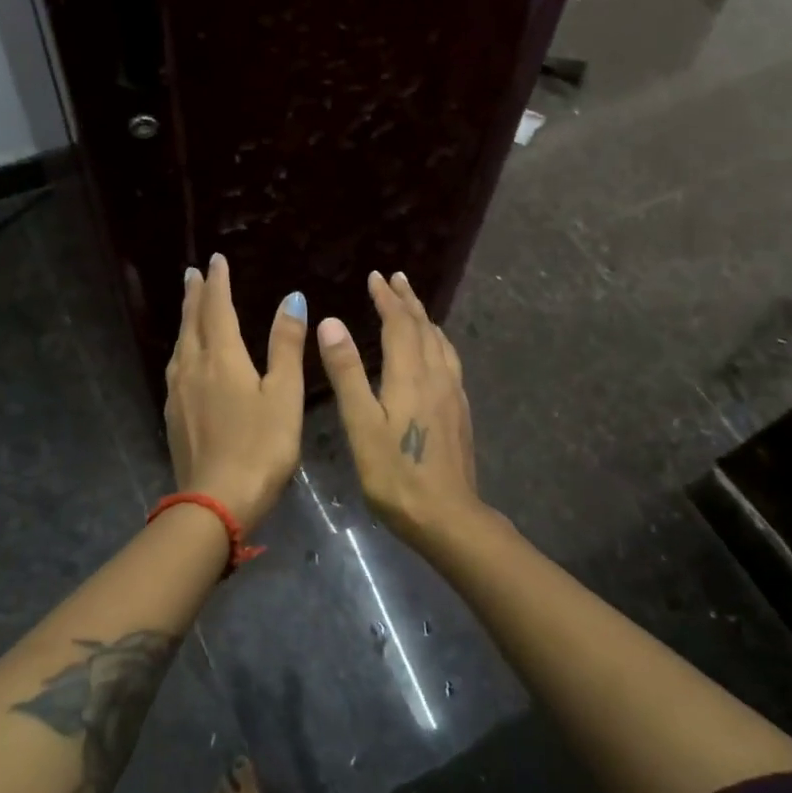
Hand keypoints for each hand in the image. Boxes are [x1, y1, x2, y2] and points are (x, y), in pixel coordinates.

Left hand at [164, 254, 305, 529]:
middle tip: (192, 273)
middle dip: (194, 295)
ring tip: (189, 308)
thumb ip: (286, 345)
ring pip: (180, 345)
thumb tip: (292, 298)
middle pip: (192, 322)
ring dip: (185, 321)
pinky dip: (182, 350)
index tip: (215, 260)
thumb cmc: (261, 446)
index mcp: (222, 357)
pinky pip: (175, 369)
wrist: (217, 500)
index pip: (218, 309)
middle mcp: (193, 367)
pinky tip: (184, 360)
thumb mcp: (284, 394)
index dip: (218, 283)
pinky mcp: (173, 416)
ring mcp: (178, 393)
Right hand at [316, 271, 482, 544]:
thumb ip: (347, 372)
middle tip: (396, 278)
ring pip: (440, 343)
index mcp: (411, 375)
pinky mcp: (460, 411)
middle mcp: (437, 376)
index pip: (400, 324)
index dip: (387, 298)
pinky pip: (448, 360)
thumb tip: (332, 322)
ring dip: (424, 319)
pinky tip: (434, 353)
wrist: (447, 516)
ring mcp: (453, 394)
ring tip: (414, 307)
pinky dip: (436, 342)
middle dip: (408, 300)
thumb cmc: (395, 473)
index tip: (375, 276)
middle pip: (424, 327)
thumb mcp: (361, 424)